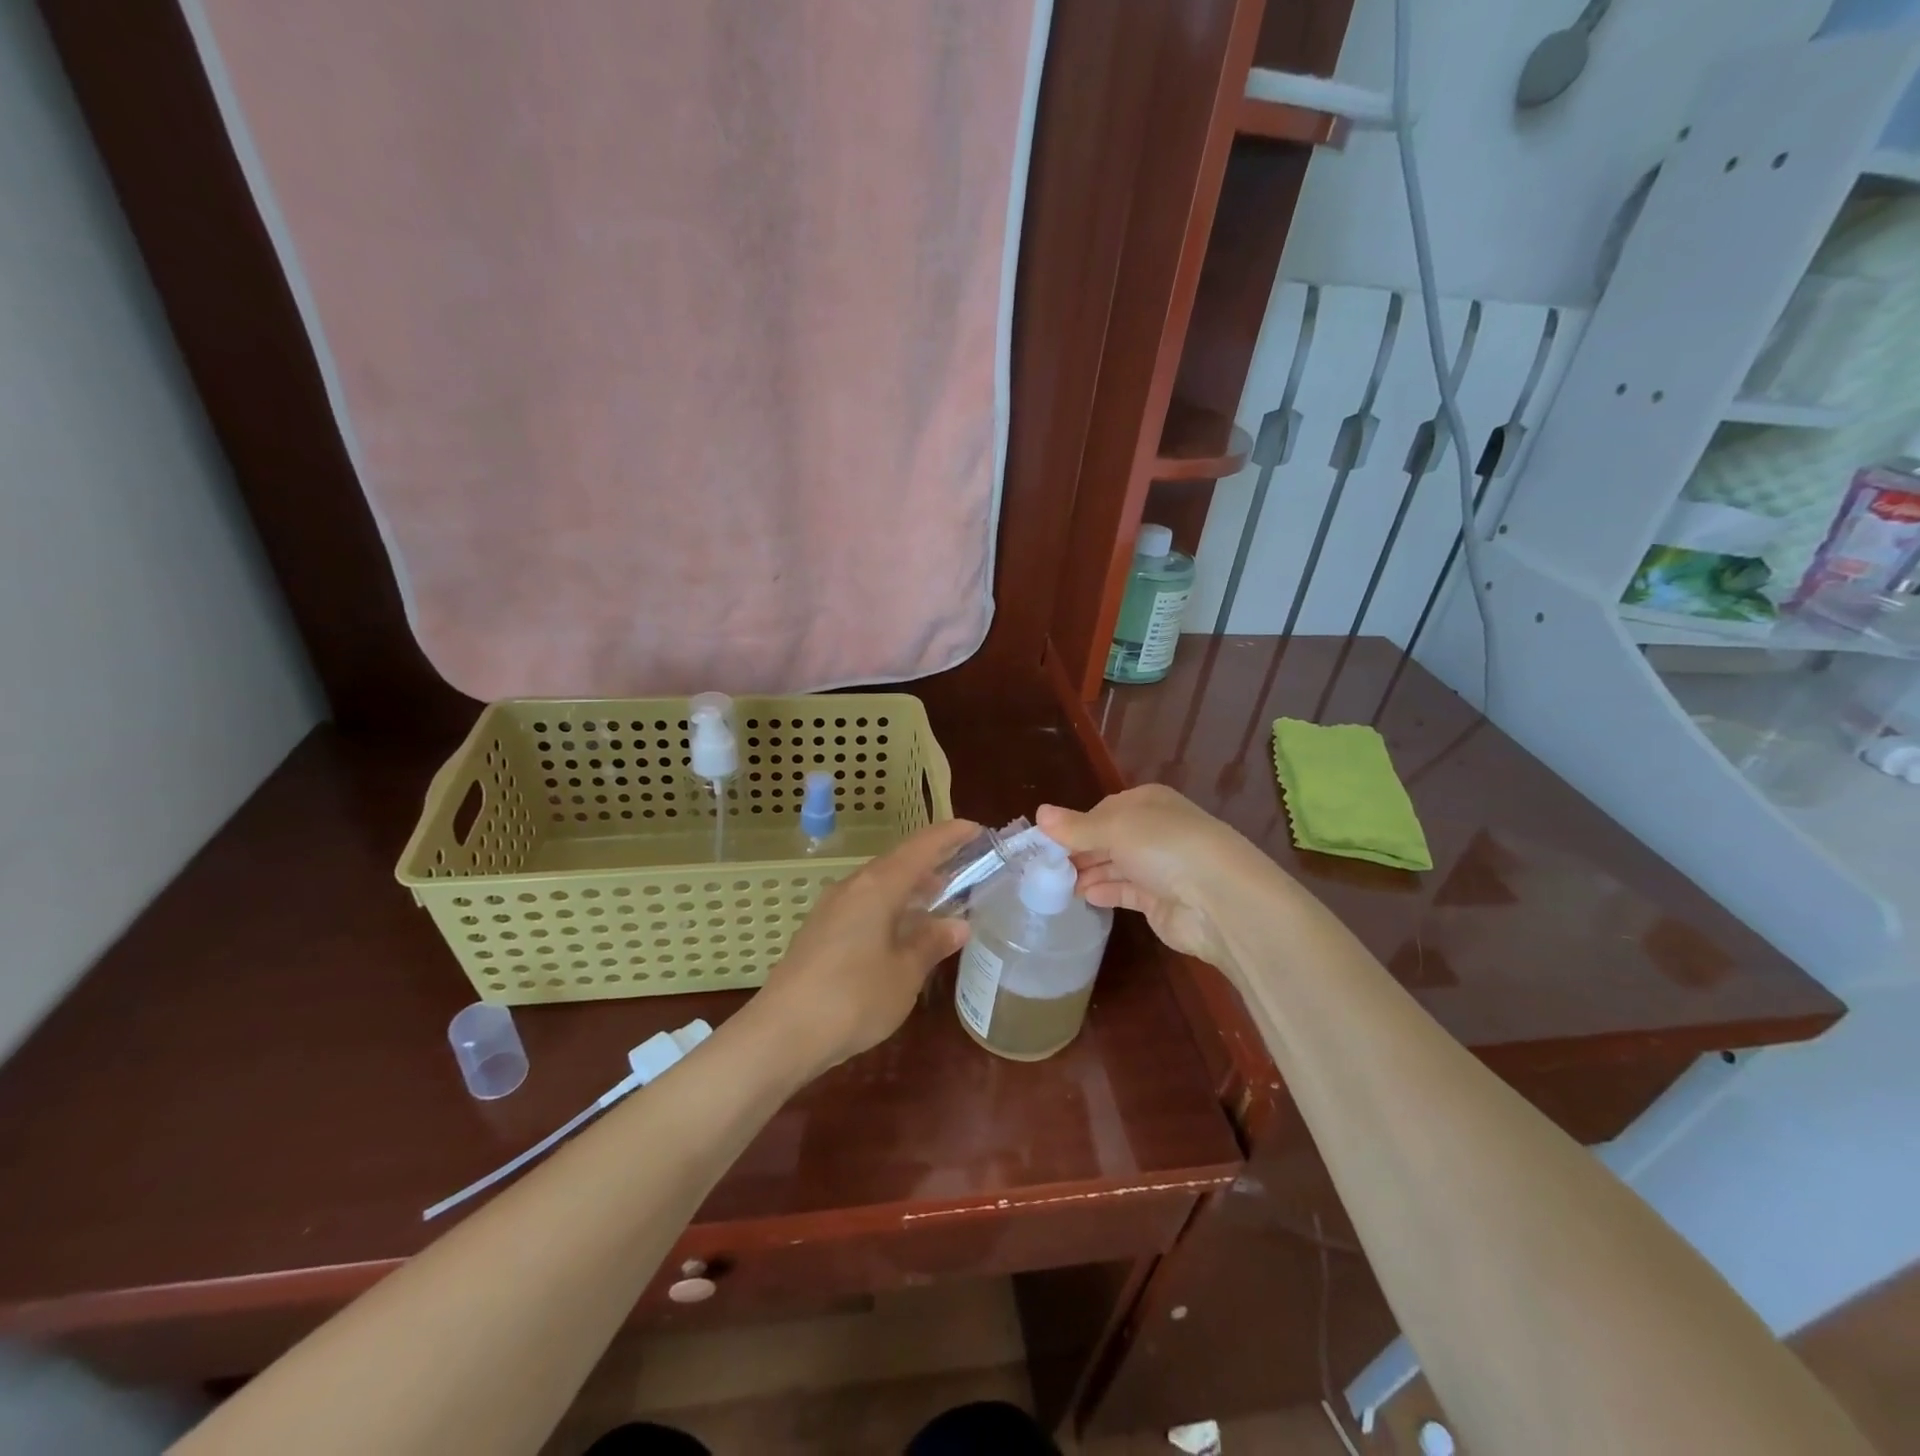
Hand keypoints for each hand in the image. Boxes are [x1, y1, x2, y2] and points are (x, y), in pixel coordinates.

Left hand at [754, 817, 976, 1070]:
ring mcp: (831, 909)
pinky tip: (902, 932)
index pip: (921, 848)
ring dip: (910, 889)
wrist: (781, 1034)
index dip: (950, 836)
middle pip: (898, 863)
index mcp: (877, 886)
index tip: (976, 830)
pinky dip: (890, 908)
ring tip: (940, 901)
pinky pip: (864, 906)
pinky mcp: (819, 932)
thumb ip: (931, 943)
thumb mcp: (905, 974)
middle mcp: (852, 887)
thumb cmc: (853, 998)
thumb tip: (958, 924)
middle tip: (965, 870)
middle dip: (932, 863)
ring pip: (879, 885)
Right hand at [1038, 786, 1268, 975]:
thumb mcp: (1115, 828)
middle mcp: (1154, 831)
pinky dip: (1104, 891)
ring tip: (1055, 885)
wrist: (1219, 900)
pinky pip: (1124, 891)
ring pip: (1113, 865)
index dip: (1074, 825)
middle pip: (1107, 838)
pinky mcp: (1159, 900)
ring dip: (1087, 872)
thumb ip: (1076, 827)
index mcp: (1147, 802)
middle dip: (1078, 851)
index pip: (1102, 810)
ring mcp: (1159, 867)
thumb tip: (1039, 813)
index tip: (1044, 842)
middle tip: (1043, 867)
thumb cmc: (1165, 848)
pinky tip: (1083, 896)